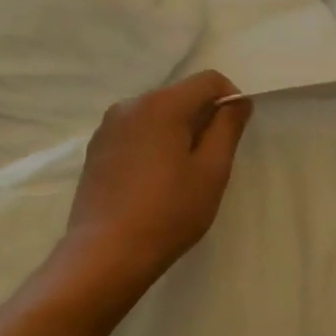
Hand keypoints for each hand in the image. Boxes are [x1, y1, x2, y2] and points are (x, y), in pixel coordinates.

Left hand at [57, 70, 252, 304]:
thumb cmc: (169, 211)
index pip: (209, 80)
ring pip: (159, 114)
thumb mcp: (212, 169)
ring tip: (183, 173)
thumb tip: (237, 101)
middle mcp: (130, 105)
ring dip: (179, 132)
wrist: (105, 255)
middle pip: (182, 94)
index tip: (234, 134)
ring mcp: (108, 127)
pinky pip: (138, 131)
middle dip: (204, 117)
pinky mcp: (97, 149)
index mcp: (161, 105)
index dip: (230, 99)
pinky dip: (156, 143)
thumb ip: (228, 127)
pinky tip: (156, 180)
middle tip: (212, 160)